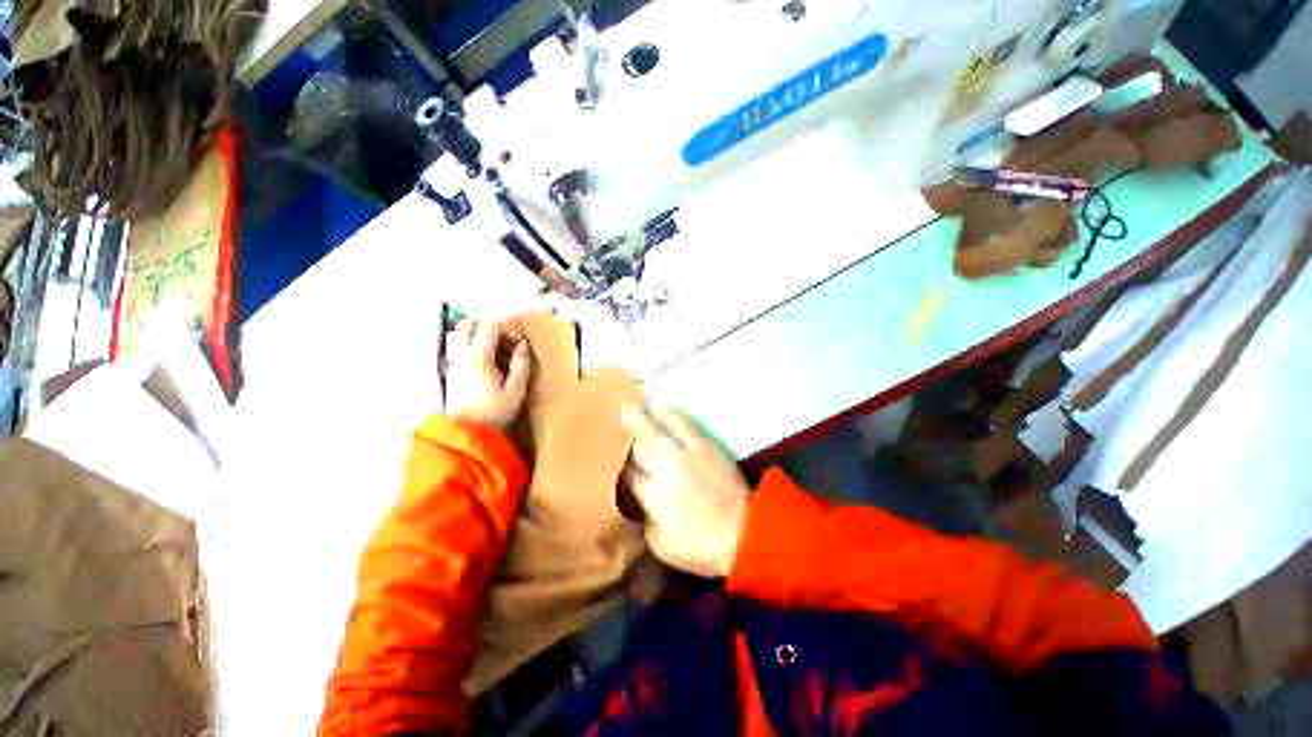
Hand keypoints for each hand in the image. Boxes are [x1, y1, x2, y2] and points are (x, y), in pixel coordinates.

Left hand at [446, 320, 531, 428]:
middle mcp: (460, 356)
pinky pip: (453, 348)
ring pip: (454, 334)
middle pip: (465, 324)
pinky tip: (480, 358)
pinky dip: (465, 344)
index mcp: (478, 358)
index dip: (504, 326)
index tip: (516, 339)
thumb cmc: (495, 413)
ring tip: (490, 345)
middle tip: (502, 336)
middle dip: (484, 324)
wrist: (468, 434)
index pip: (488, 326)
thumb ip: (521, 364)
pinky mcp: (449, 373)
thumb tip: (522, 345)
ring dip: (472, 333)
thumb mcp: (516, 390)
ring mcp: (452, 364)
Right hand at [621, 405, 749, 577]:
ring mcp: (689, 452)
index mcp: (654, 495)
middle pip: (641, 442)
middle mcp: (667, 467)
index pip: (628, 472)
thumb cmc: (701, 546)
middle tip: (619, 413)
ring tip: (640, 404)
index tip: (613, 456)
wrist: (746, 533)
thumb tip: (638, 497)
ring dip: (648, 413)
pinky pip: (685, 423)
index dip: (618, 463)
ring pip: (662, 425)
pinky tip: (664, 407)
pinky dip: (672, 413)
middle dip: (627, 428)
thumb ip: (645, 517)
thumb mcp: (661, 544)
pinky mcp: (707, 446)